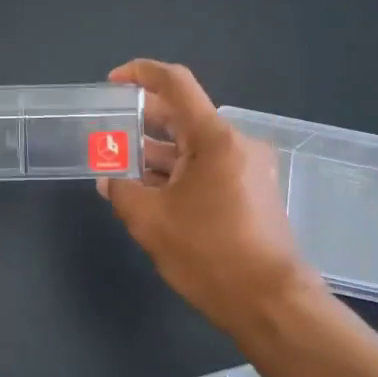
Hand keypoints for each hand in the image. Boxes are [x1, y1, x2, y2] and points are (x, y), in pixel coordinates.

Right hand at [99, 59, 320, 335]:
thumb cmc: (209, 254)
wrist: (270, 302)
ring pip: (193, 147)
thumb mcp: (149, 220)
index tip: (113, 82)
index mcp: (214, 139)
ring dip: (157, 155)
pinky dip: (177, 174)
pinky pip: (207, 169)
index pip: (176, 84)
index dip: (141, 74)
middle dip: (142, 122)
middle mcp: (236, 144)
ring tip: (120, 170)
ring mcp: (248, 168)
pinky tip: (151, 194)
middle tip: (108, 133)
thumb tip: (108, 179)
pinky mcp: (252, 192)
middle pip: (183, 116)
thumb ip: (121, 190)